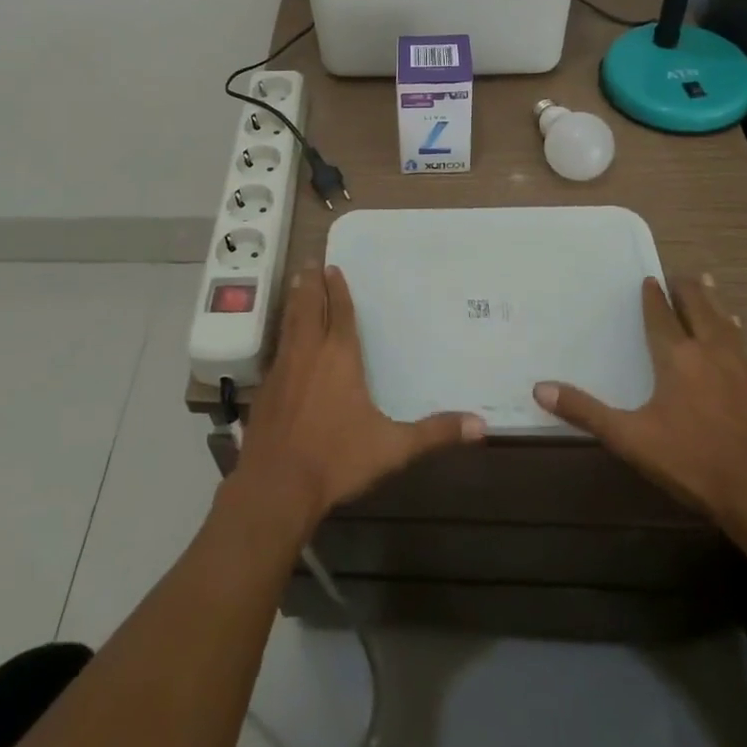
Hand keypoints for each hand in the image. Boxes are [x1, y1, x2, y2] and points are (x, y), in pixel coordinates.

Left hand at [231, 265, 484, 537]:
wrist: (276, 484)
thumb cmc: (337, 459)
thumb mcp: (393, 447)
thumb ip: (435, 432)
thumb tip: (481, 425)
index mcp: (340, 355)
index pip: (339, 311)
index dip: (337, 289)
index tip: (333, 267)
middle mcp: (309, 351)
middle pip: (309, 307)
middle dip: (312, 283)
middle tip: (311, 262)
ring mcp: (283, 368)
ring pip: (290, 322)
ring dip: (294, 300)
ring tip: (296, 282)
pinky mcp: (265, 387)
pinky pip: (277, 347)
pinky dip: (282, 331)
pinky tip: (283, 337)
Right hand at [534, 273, 746, 542]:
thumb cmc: (693, 464)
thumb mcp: (631, 440)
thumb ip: (586, 412)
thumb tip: (540, 389)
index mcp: (677, 358)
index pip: (661, 316)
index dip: (653, 297)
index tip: (649, 280)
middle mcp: (711, 352)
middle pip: (698, 308)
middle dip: (687, 290)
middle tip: (678, 275)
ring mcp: (744, 369)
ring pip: (726, 323)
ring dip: (714, 303)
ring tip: (708, 285)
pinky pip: (746, 348)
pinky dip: (735, 333)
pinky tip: (739, 337)